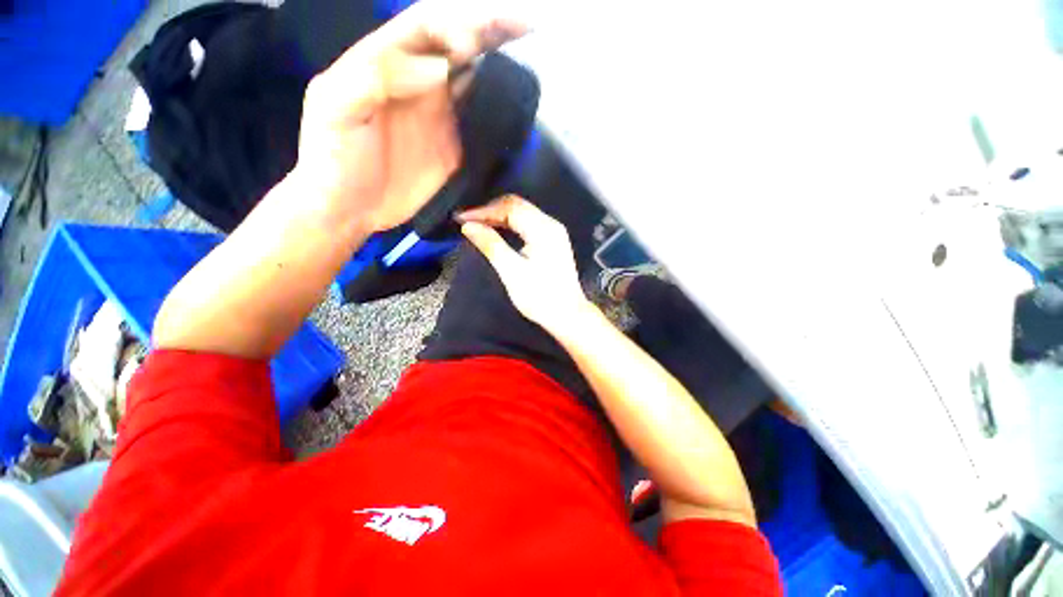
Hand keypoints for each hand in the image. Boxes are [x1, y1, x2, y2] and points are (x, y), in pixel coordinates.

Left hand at [294, 2, 526, 232]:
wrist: (350, 208)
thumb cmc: (332, 157)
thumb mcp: (334, 106)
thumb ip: (376, 76)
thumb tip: (438, 68)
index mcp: (387, 62)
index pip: (427, 25)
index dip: (456, 22)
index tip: (476, 44)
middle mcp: (418, 82)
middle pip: (459, 44)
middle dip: (491, 28)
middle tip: (526, 25)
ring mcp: (439, 116)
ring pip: (475, 79)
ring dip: (501, 65)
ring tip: (529, 55)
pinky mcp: (453, 147)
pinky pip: (479, 122)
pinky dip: (497, 111)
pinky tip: (514, 106)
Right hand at [459, 196, 589, 331]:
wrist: (567, 315)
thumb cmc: (541, 297)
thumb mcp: (512, 272)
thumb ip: (491, 245)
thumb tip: (469, 226)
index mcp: (544, 229)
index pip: (510, 207)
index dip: (483, 210)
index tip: (461, 219)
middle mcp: (551, 225)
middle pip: (517, 206)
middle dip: (490, 211)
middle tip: (467, 221)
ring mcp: (553, 232)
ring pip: (521, 213)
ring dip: (498, 217)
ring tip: (476, 225)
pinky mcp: (551, 241)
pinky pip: (526, 224)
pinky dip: (509, 225)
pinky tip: (495, 231)